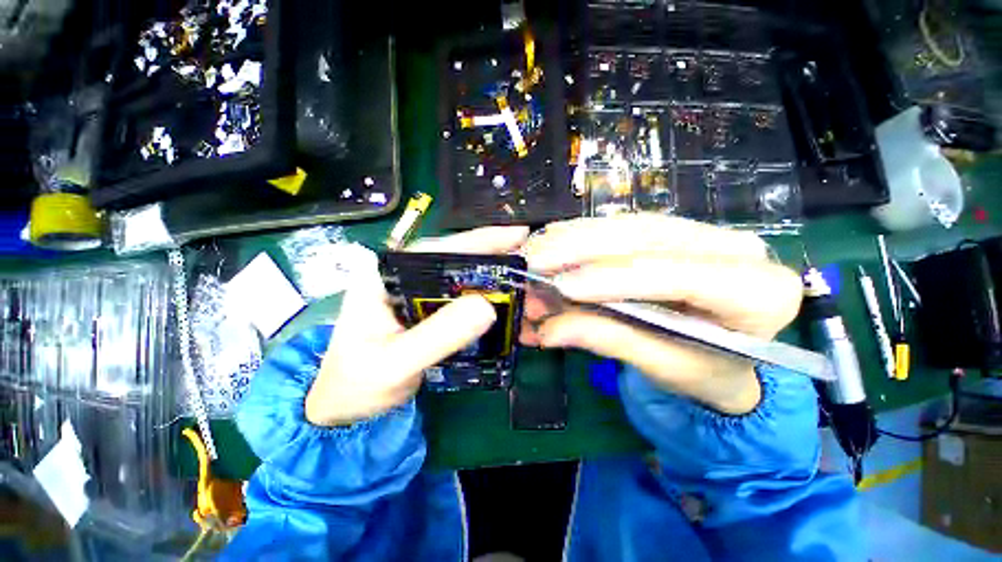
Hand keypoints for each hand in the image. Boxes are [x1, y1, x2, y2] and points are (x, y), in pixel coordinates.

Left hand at [305, 227, 529, 425]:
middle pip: (454, 260)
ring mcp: (417, 294)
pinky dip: (484, 299)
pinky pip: (461, 299)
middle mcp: (403, 277)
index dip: (478, 240)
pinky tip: (504, 301)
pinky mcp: (427, 311)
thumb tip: (488, 306)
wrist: (345, 407)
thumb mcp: (394, 364)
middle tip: (530, 256)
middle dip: (492, 256)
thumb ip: (437, 336)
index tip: (517, 235)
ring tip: (523, 276)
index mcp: (384, 275)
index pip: (437, 249)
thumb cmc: (356, 384)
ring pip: (461, 279)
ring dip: (491, 278)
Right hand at [521, 215, 801, 414]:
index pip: (681, 276)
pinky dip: (582, 236)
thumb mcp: (662, 366)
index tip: (563, 286)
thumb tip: (548, 331)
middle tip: (535, 261)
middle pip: (648, 237)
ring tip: (537, 252)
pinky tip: (554, 241)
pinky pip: (622, 227)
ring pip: (629, 225)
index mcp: (758, 294)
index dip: (616, 278)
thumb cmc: (704, 371)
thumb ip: (609, 341)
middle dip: (582, 248)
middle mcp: (735, 250)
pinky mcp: (672, 232)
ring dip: (575, 239)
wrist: (722, 357)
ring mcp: (702, 234)